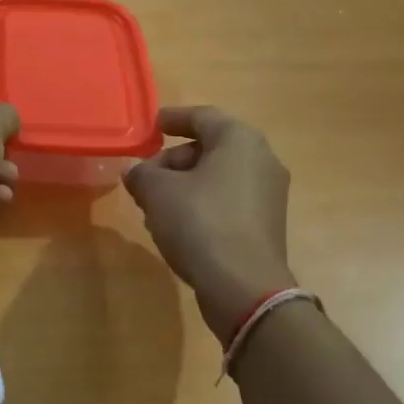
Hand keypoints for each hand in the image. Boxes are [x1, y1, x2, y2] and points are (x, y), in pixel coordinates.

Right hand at [124, 106, 295, 339]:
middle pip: (209, 149)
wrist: (243, 287)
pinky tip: (175, 228)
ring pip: (216, 178)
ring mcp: (268, 195)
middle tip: (144, 178)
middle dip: (172, 161)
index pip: (202, 116)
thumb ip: (141, 173)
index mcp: (239, 140)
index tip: (151, 126)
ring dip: (183, 187)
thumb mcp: (157, 192)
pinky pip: (227, 202)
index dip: (172, 119)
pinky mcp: (265, 225)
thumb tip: (135, 172)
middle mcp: (261, 160)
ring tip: (153, 207)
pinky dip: (200, 206)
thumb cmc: (200, 222)